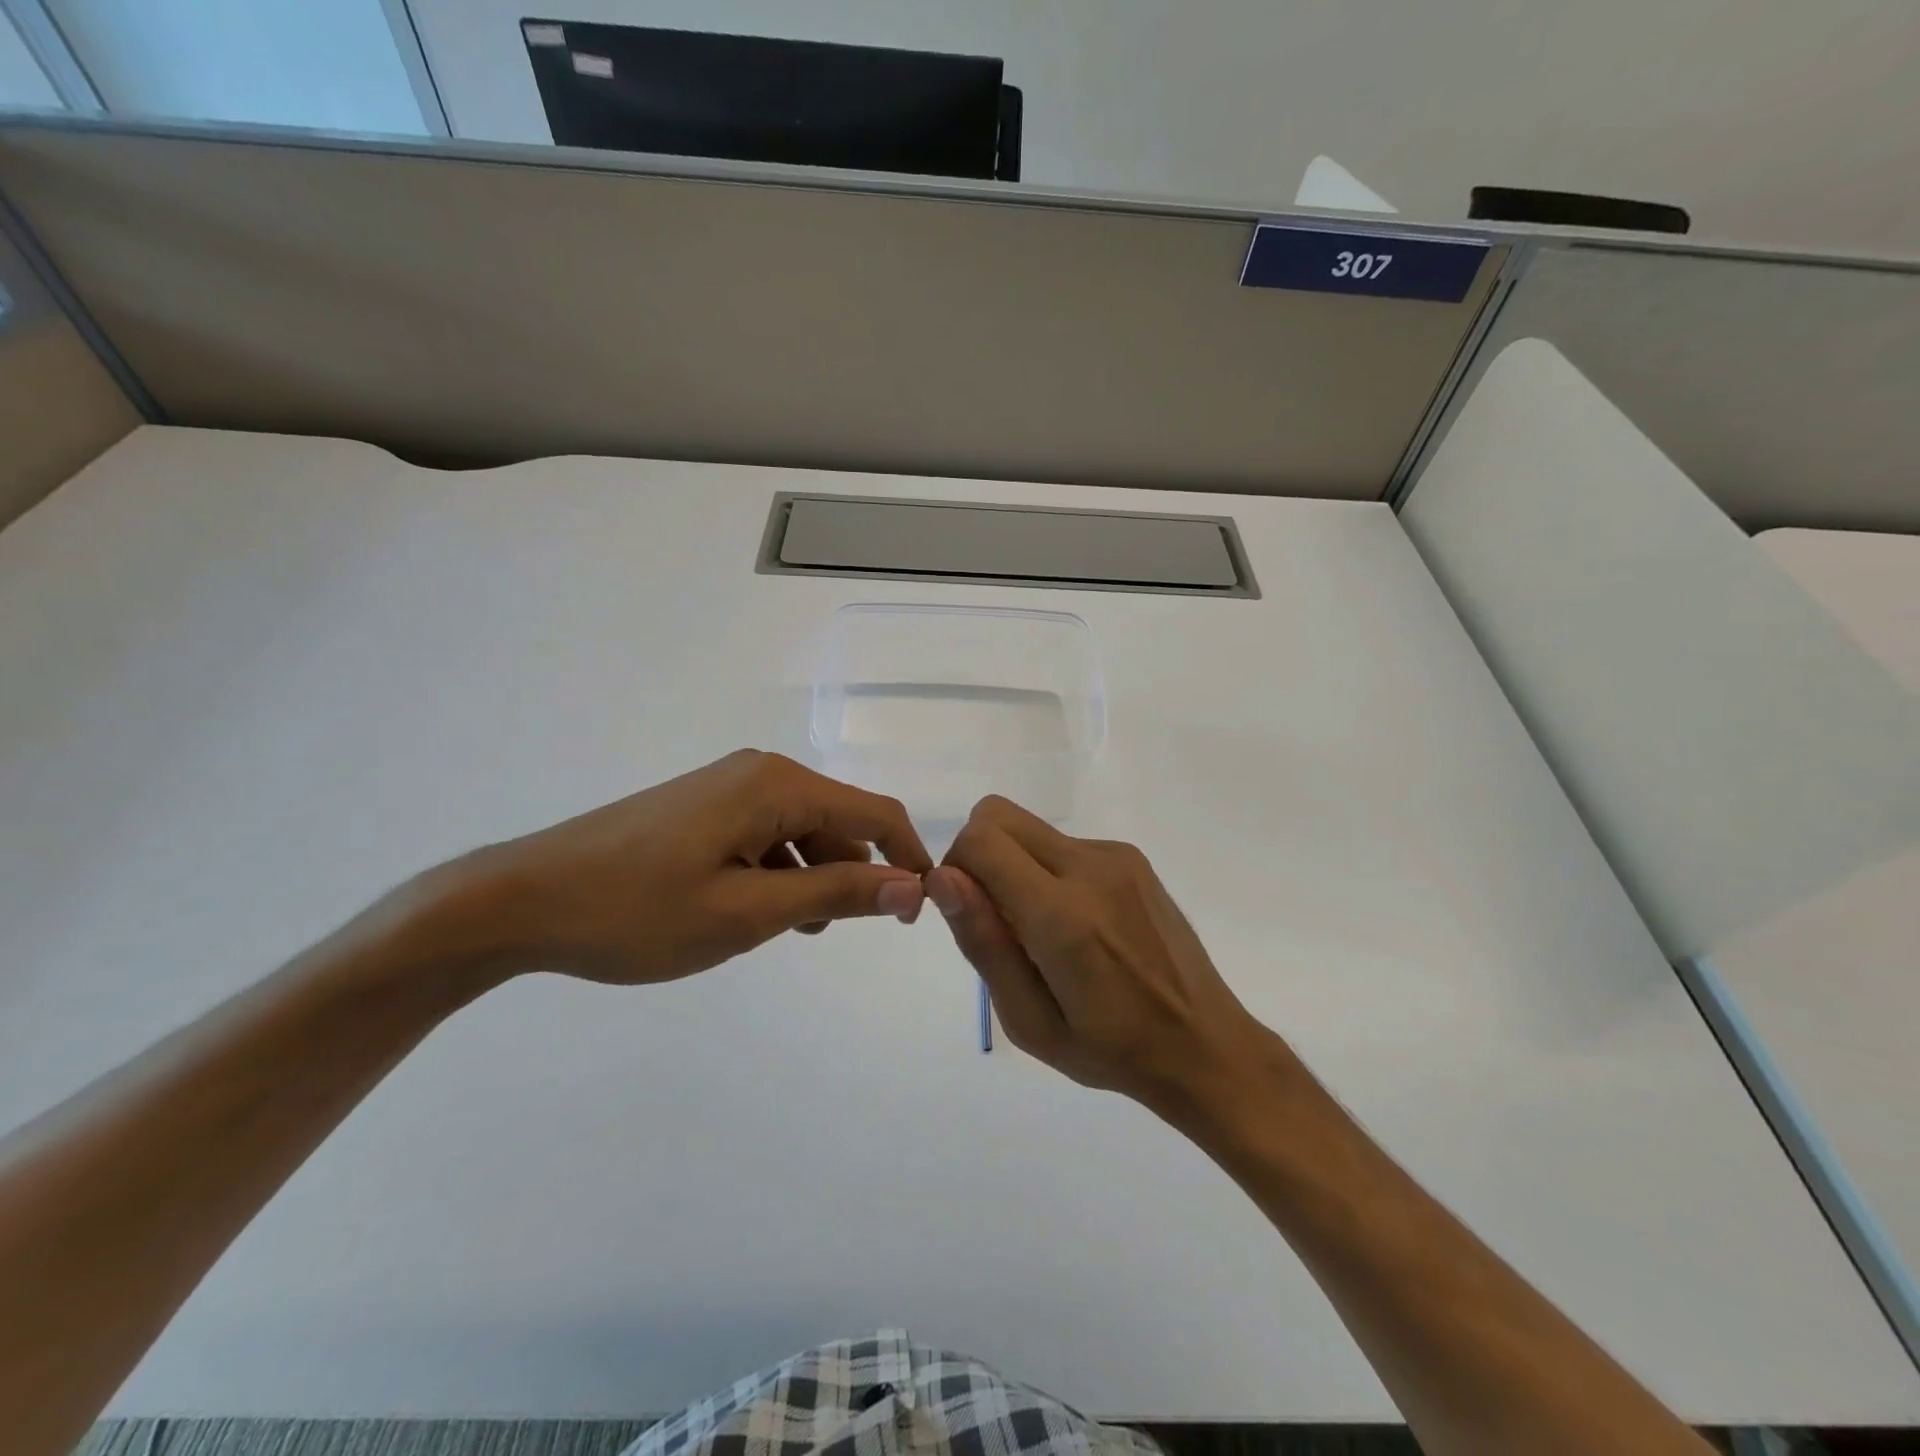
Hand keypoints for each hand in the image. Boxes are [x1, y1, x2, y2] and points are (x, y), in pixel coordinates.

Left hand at [444, 750, 930, 985]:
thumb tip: (912, 886)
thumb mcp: (747, 912)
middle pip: (839, 820)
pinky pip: (767, 836)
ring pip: (802, 831)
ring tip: (796, 931)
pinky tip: (760, 912)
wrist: (520, 900)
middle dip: (856, 873)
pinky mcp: (704, 808)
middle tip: (845, 932)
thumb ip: (835, 894)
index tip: (917, 915)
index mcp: (777, 785)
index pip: (875, 813)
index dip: (908, 860)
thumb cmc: (637, 910)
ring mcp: (728, 787)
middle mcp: (759, 772)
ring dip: (815, 878)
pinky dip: (780, 872)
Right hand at [925, 795, 1261, 1107]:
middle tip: (997, 919)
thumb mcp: (1029, 1021)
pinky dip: (1047, 870)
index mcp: (1062, 915)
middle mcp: (1090, 867)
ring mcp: (1116, 856)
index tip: (969, 915)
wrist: (1204, 1043)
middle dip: (977, 855)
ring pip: (1029, 828)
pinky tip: (1078, 925)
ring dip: (1015, 865)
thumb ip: (983, 943)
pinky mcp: (1132, 857)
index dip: (955, 868)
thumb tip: (942, 878)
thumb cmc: (1110, 1049)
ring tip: (1044, 932)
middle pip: (997, 815)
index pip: (980, 841)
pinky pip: (1063, 843)